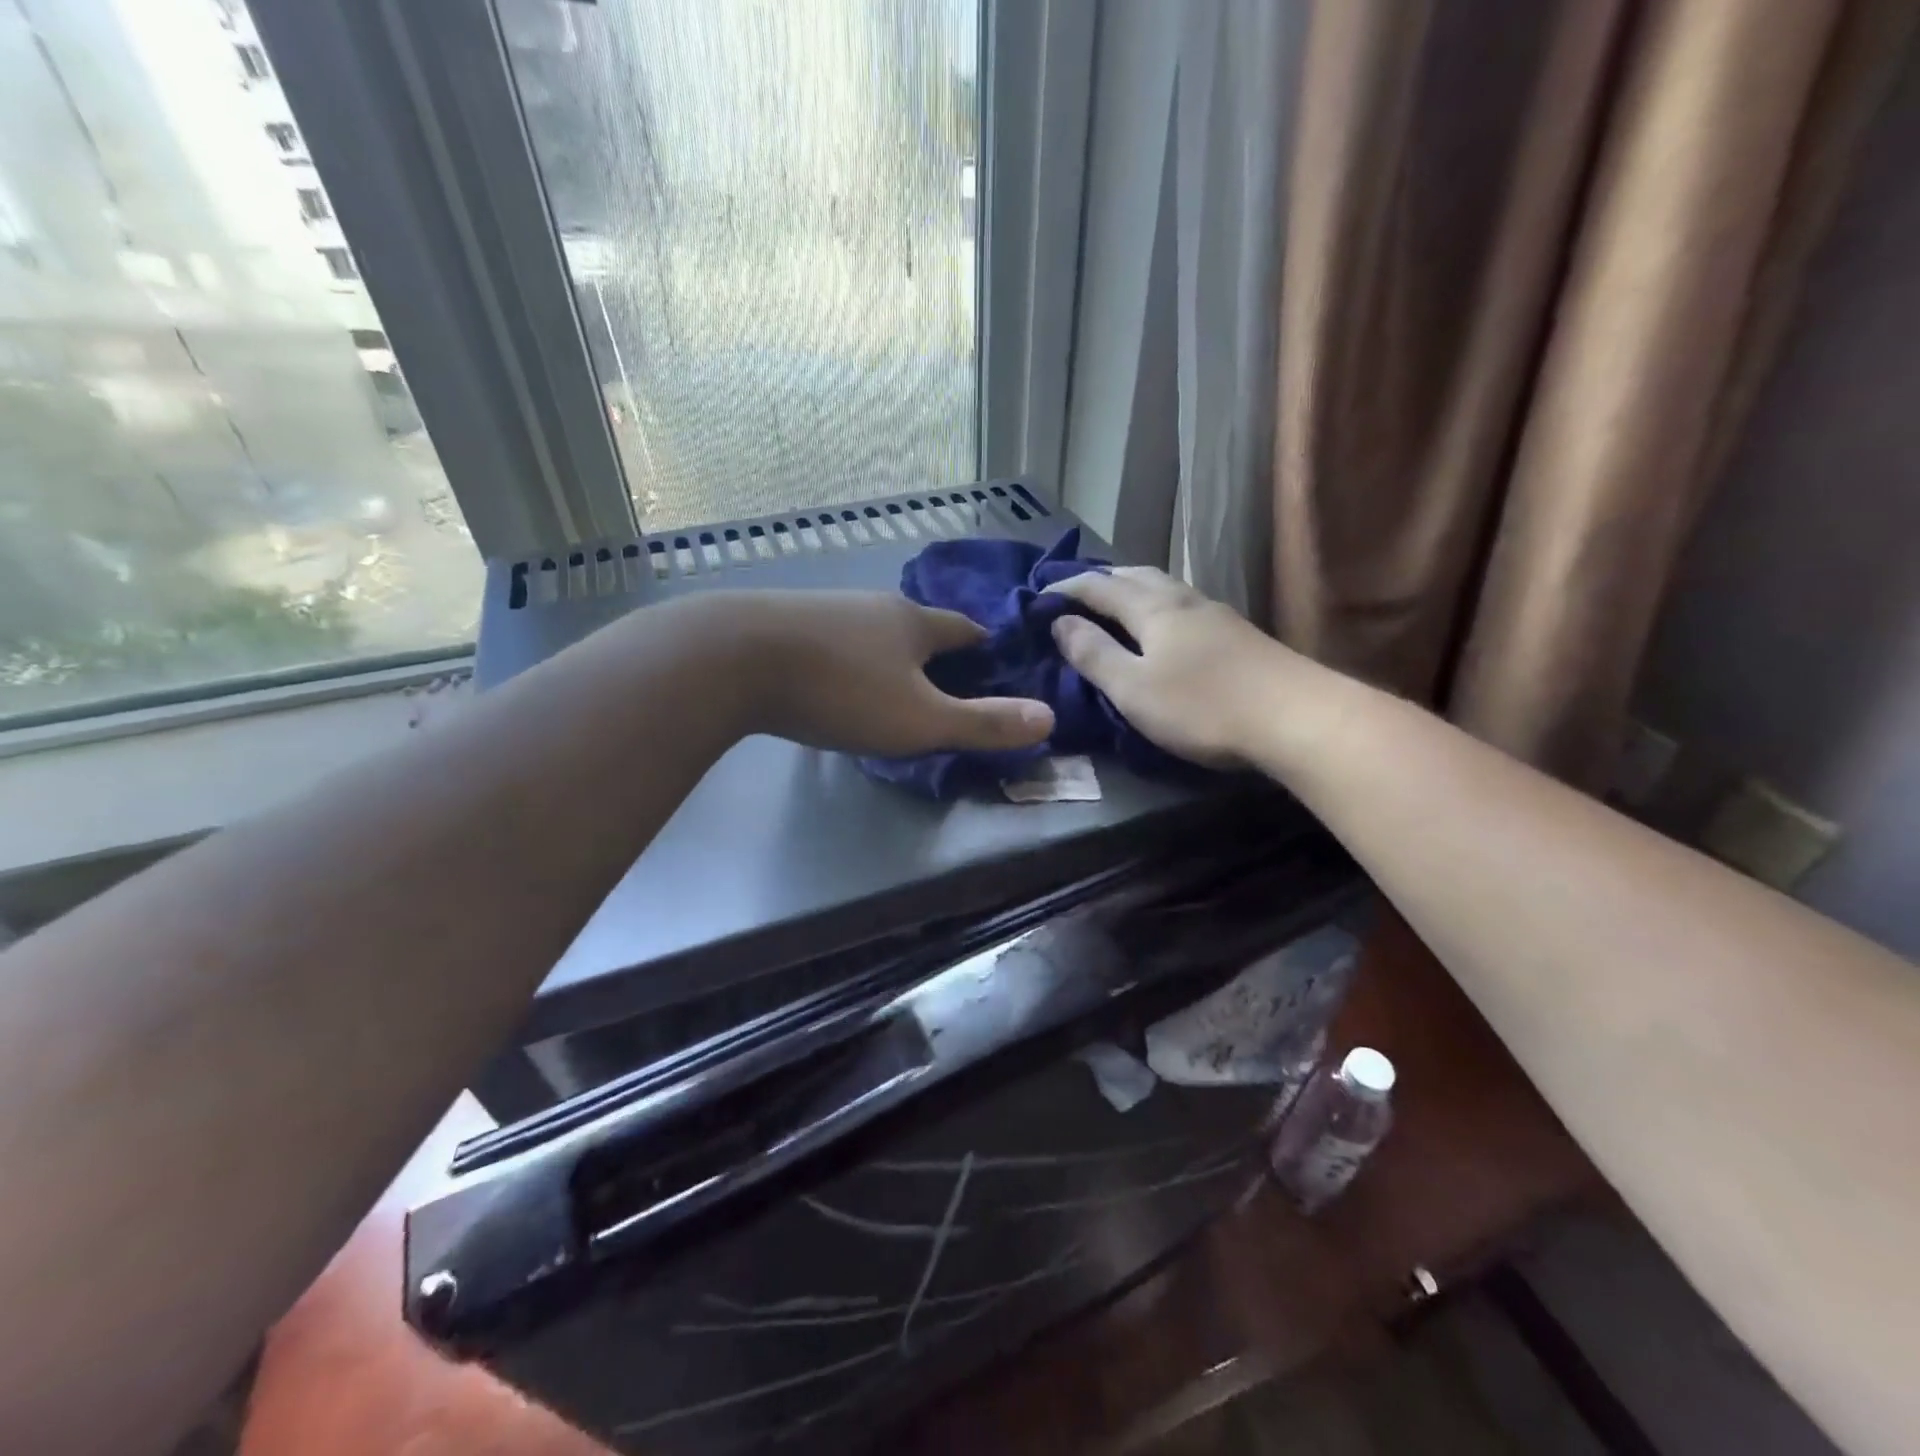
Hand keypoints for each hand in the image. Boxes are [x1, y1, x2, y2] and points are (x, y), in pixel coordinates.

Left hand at [699, 590, 1053, 757]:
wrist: (731, 659)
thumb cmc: (840, 690)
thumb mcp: (920, 719)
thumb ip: (982, 723)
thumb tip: (1048, 718)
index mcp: (913, 623)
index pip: (962, 629)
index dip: (981, 644)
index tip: (992, 658)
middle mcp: (872, 605)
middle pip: (914, 625)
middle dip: (930, 648)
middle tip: (941, 676)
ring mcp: (823, 608)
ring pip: (868, 629)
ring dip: (883, 651)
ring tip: (886, 680)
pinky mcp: (781, 621)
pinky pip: (828, 638)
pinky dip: (841, 655)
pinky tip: (828, 676)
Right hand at [1046, 568, 1301, 768]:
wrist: (1297, 717)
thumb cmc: (1202, 706)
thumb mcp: (1133, 688)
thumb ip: (1094, 654)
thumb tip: (1060, 622)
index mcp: (1153, 609)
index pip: (1099, 587)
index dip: (1067, 588)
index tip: (1040, 596)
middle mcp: (1184, 600)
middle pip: (1137, 576)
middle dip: (1102, 580)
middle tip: (1077, 593)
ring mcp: (1217, 615)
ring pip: (1165, 587)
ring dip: (1134, 589)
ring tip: (1117, 605)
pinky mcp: (1239, 635)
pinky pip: (1185, 605)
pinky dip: (1159, 606)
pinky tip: (1166, 627)